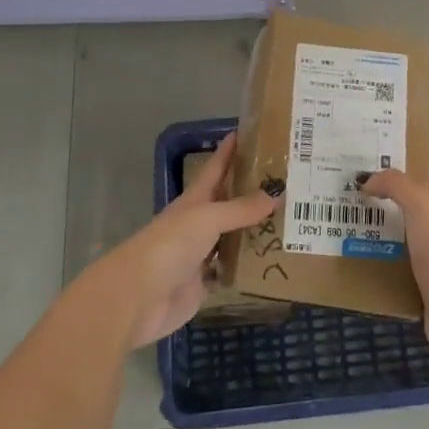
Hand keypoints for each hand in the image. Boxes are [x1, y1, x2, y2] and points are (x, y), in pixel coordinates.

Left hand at [98, 133, 276, 349]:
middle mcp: (198, 224)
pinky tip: (271, 260)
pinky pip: (231, 270)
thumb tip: (276, 193)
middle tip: (285, 180)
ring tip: (288, 219)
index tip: (246, 131)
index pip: (215, 168)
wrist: (139, 297)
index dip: (228, 151)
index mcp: (194, 200)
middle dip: (251, 191)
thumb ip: (240, 209)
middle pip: (228, 202)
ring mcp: (201, 254)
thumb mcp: (207, 219)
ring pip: (233, 237)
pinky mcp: (204, 284)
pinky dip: (248, 267)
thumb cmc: (170, 246)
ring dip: (254, 229)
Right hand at [361, 153, 428, 366]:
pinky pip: (393, 257)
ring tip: (346, 206)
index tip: (387, 135)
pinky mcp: (420, 278)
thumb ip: (396, 184)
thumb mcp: (421, 204)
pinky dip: (376, 250)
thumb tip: (367, 180)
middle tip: (353, 171)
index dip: (416, 147)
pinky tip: (354, 247)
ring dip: (378, 217)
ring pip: (400, 226)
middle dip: (387, 182)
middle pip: (413, 194)